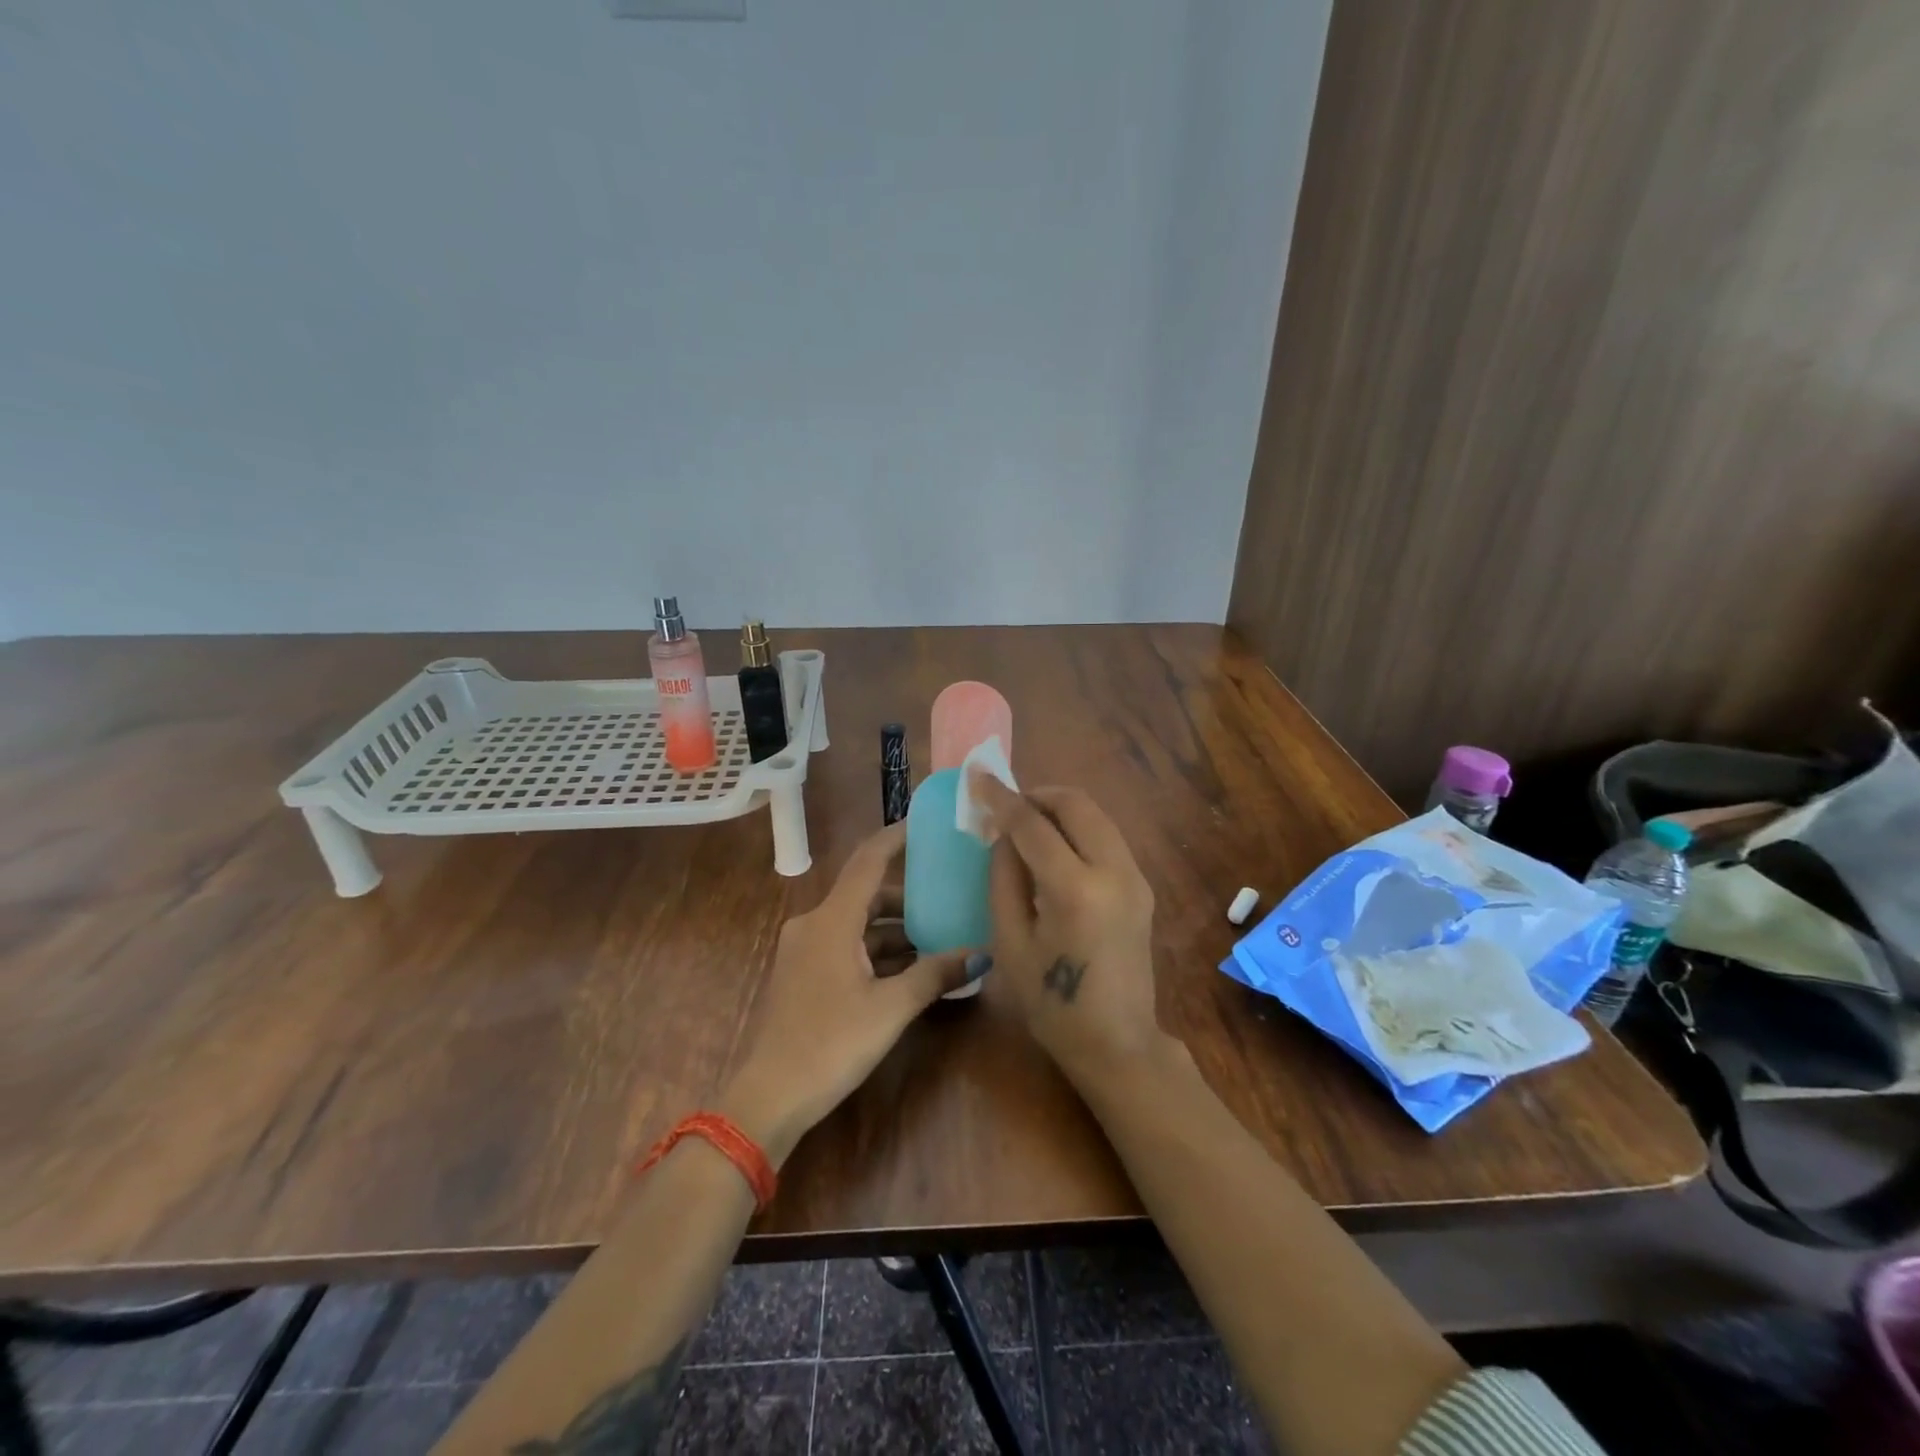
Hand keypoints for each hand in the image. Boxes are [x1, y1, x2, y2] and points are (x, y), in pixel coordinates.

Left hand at [717, 821, 972, 1166]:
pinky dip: (877, 951)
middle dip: (908, 897)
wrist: (769, 1097)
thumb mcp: (891, 1008)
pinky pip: (846, 946)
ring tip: (940, 939)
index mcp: (831, 920)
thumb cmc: (831, 1043)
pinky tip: (909, 970)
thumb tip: (982, 953)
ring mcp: (805, 950)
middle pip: (866, 894)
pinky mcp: (804, 974)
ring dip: (895, 930)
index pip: (868, 860)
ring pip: (857, 924)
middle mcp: (814, 924)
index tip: (927, 824)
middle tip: (950, 897)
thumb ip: (935, 974)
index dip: (896, 838)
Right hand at [972, 774, 1166, 1076]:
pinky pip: (1107, 837)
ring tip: (1026, 824)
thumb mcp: (1011, 943)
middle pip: (1076, 804)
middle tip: (1006, 805)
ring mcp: (1135, 877)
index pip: (1033, 825)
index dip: (1001, 798)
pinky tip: (1054, 848)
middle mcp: (1114, 872)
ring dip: (1060, 808)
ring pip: (1097, 815)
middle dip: (1037, 794)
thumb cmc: (1052, 1004)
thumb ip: (1004, 879)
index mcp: (1076, 890)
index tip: (978, 776)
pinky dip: (1078, 828)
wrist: (1118, 1044)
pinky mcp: (1142, 886)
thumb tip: (1003, 836)